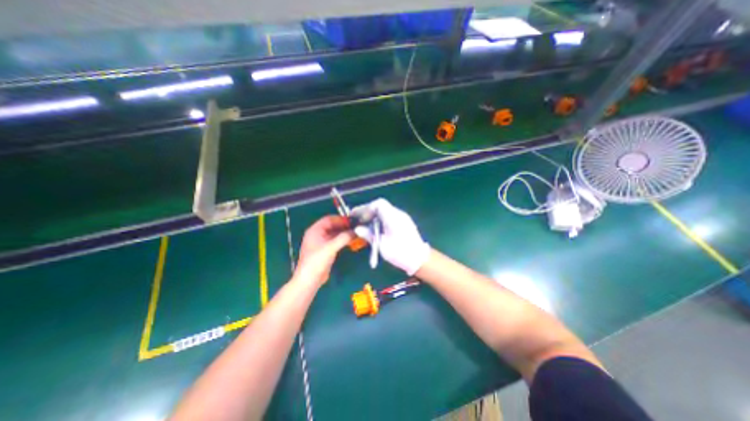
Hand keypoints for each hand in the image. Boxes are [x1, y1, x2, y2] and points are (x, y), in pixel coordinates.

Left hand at [294, 217, 355, 284]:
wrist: (309, 279)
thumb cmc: (317, 261)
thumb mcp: (331, 247)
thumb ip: (344, 238)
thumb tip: (356, 231)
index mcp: (315, 230)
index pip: (329, 219)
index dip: (341, 219)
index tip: (352, 221)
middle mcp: (317, 234)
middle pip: (332, 225)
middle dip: (343, 226)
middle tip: (356, 227)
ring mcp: (321, 242)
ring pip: (334, 233)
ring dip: (344, 233)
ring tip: (355, 233)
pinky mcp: (325, 250)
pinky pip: (335, 241)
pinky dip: (342, 240)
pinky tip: (350, 241)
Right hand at [350, 197, 427, 275]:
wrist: (419, 259)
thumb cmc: (400, 252)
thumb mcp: (382, 245)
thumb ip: (369, 235)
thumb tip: (357, 229)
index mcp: (393, 217)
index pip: (378, 204)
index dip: (366, 208)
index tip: (358, 217)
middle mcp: (398, 214)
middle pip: (380, 206)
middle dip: (368, 212)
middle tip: (359, 221)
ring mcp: (402, 217)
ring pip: (384, 211)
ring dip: (373, 216)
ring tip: (365, 225)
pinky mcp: (403, 222)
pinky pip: (389, 216)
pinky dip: (379, 219)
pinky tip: (375, 229)